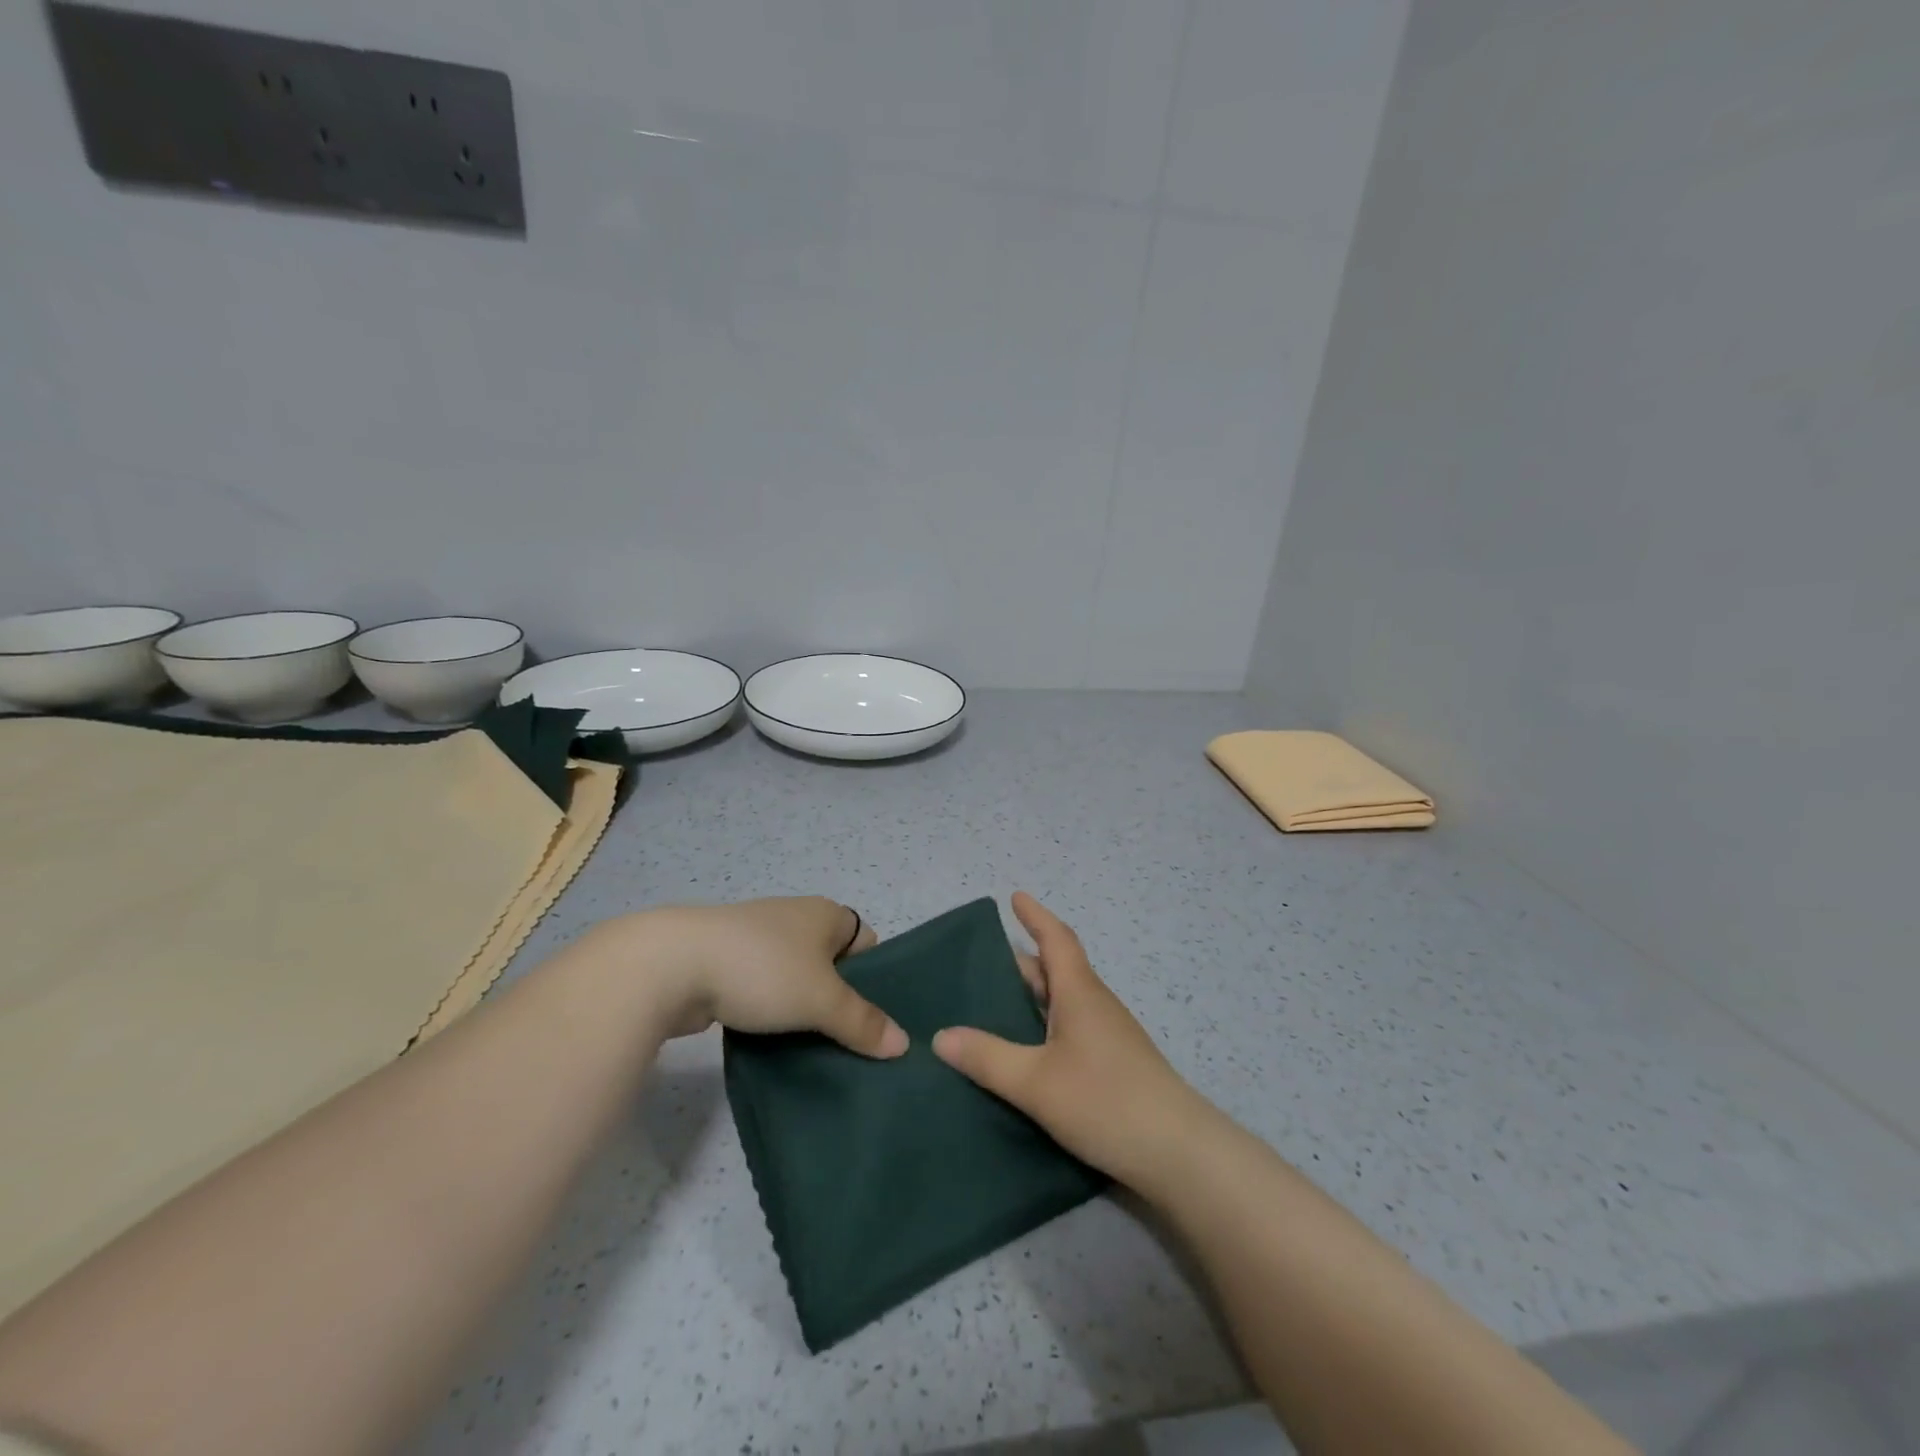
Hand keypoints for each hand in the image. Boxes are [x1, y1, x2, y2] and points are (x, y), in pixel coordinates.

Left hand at [602, 897, 906, 1057]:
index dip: (876, 978)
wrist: (673, 964)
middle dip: (841, 1002)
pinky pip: (765, 991)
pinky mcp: (727, 965)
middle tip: (854, 1045)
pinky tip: (776, 1045)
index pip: (867, 943)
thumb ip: (863, 1022)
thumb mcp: (822, 999)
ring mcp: (758, 941)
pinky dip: (772, 1014)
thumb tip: (903, 1044)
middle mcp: (795, 920)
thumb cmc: (763, 969)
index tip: (875, 1019)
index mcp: (825, 914)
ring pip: (797, 981)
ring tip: (818, 1052)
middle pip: (833, 965)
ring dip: (804, 1012)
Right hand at [932, 893, 1206, 1186]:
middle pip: (1056, 970)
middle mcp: (1095, 1005)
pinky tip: (1026, 1052)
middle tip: (981, 965)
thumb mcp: (1035, 1082)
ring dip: (1033, 996)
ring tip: (994, 1006)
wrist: (1178, 1154)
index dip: (1035, 916)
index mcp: (1079, 992)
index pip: (1056, 939)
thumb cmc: (1105, 1101)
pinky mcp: (1114, 1064)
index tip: (1015, 897)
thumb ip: (988, 1057)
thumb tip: (940, 1035)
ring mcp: (1108, 1035)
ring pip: (1063, 1001)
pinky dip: (1044, 1025)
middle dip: (1022, 962)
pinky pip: (1070, 1028)